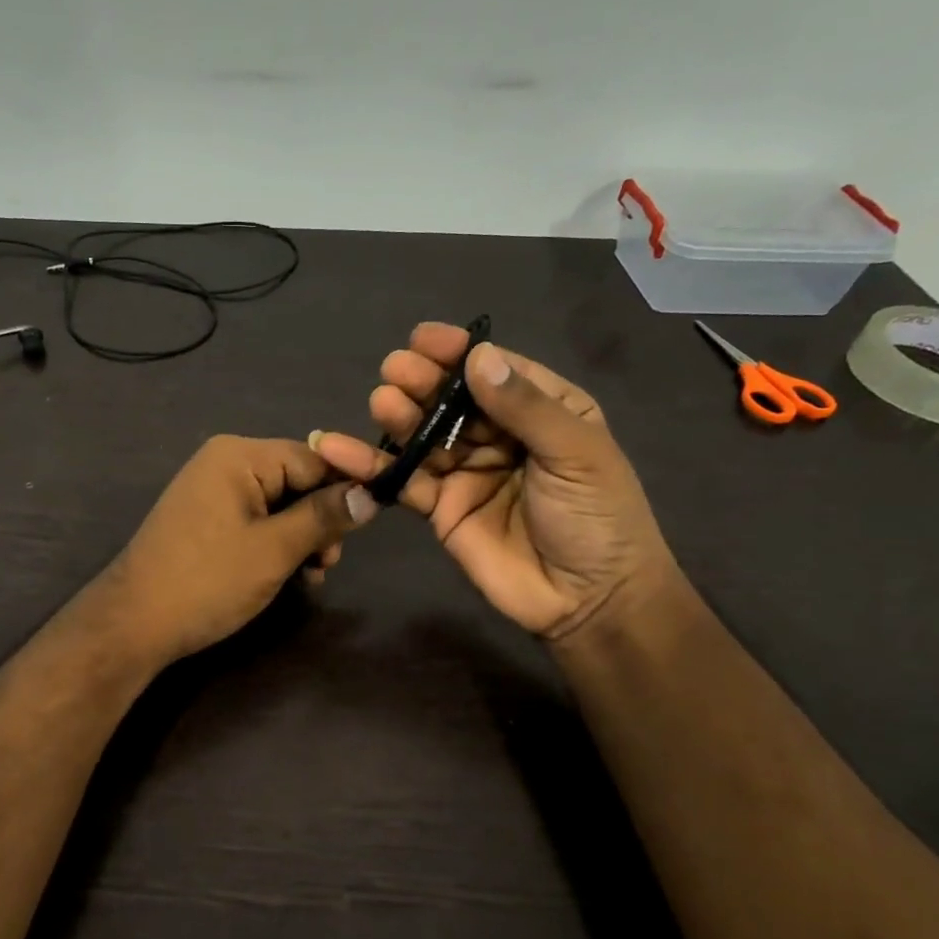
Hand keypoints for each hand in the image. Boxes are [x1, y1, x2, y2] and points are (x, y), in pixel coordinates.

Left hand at [104, 436, 376, 664]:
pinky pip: (255, 520)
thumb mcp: (275, 550)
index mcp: (239, 456)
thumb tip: (372, 494)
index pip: (313, 458)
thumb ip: (325, 517)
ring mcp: (212, 491)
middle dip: (320, 520)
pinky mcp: (206, 519)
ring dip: (302, 537)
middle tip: (328, 563)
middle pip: (296, 480)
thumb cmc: (208, 580)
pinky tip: (289, 575)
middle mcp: (224, 462)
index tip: (370, 525)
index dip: (345, 489)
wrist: (134, 623)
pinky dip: (276, 543)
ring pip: (279, 504)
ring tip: (311, 575)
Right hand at [312, 323, 678, 644]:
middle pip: (452, 399)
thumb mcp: (577, 453)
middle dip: (424, 381)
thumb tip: (478, 356)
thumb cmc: (598, 517)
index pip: (494, 371)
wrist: (588, 600)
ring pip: (424, 435)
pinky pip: (403, 480)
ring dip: (400, 416)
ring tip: (382, 401)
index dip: (459, 353)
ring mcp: (466, 471)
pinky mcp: (439, 507)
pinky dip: (372, 465)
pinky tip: (340, 447)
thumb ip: (526, 407)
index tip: (424, 339)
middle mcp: (500, 434)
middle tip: (396, 370)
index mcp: (543, 410)